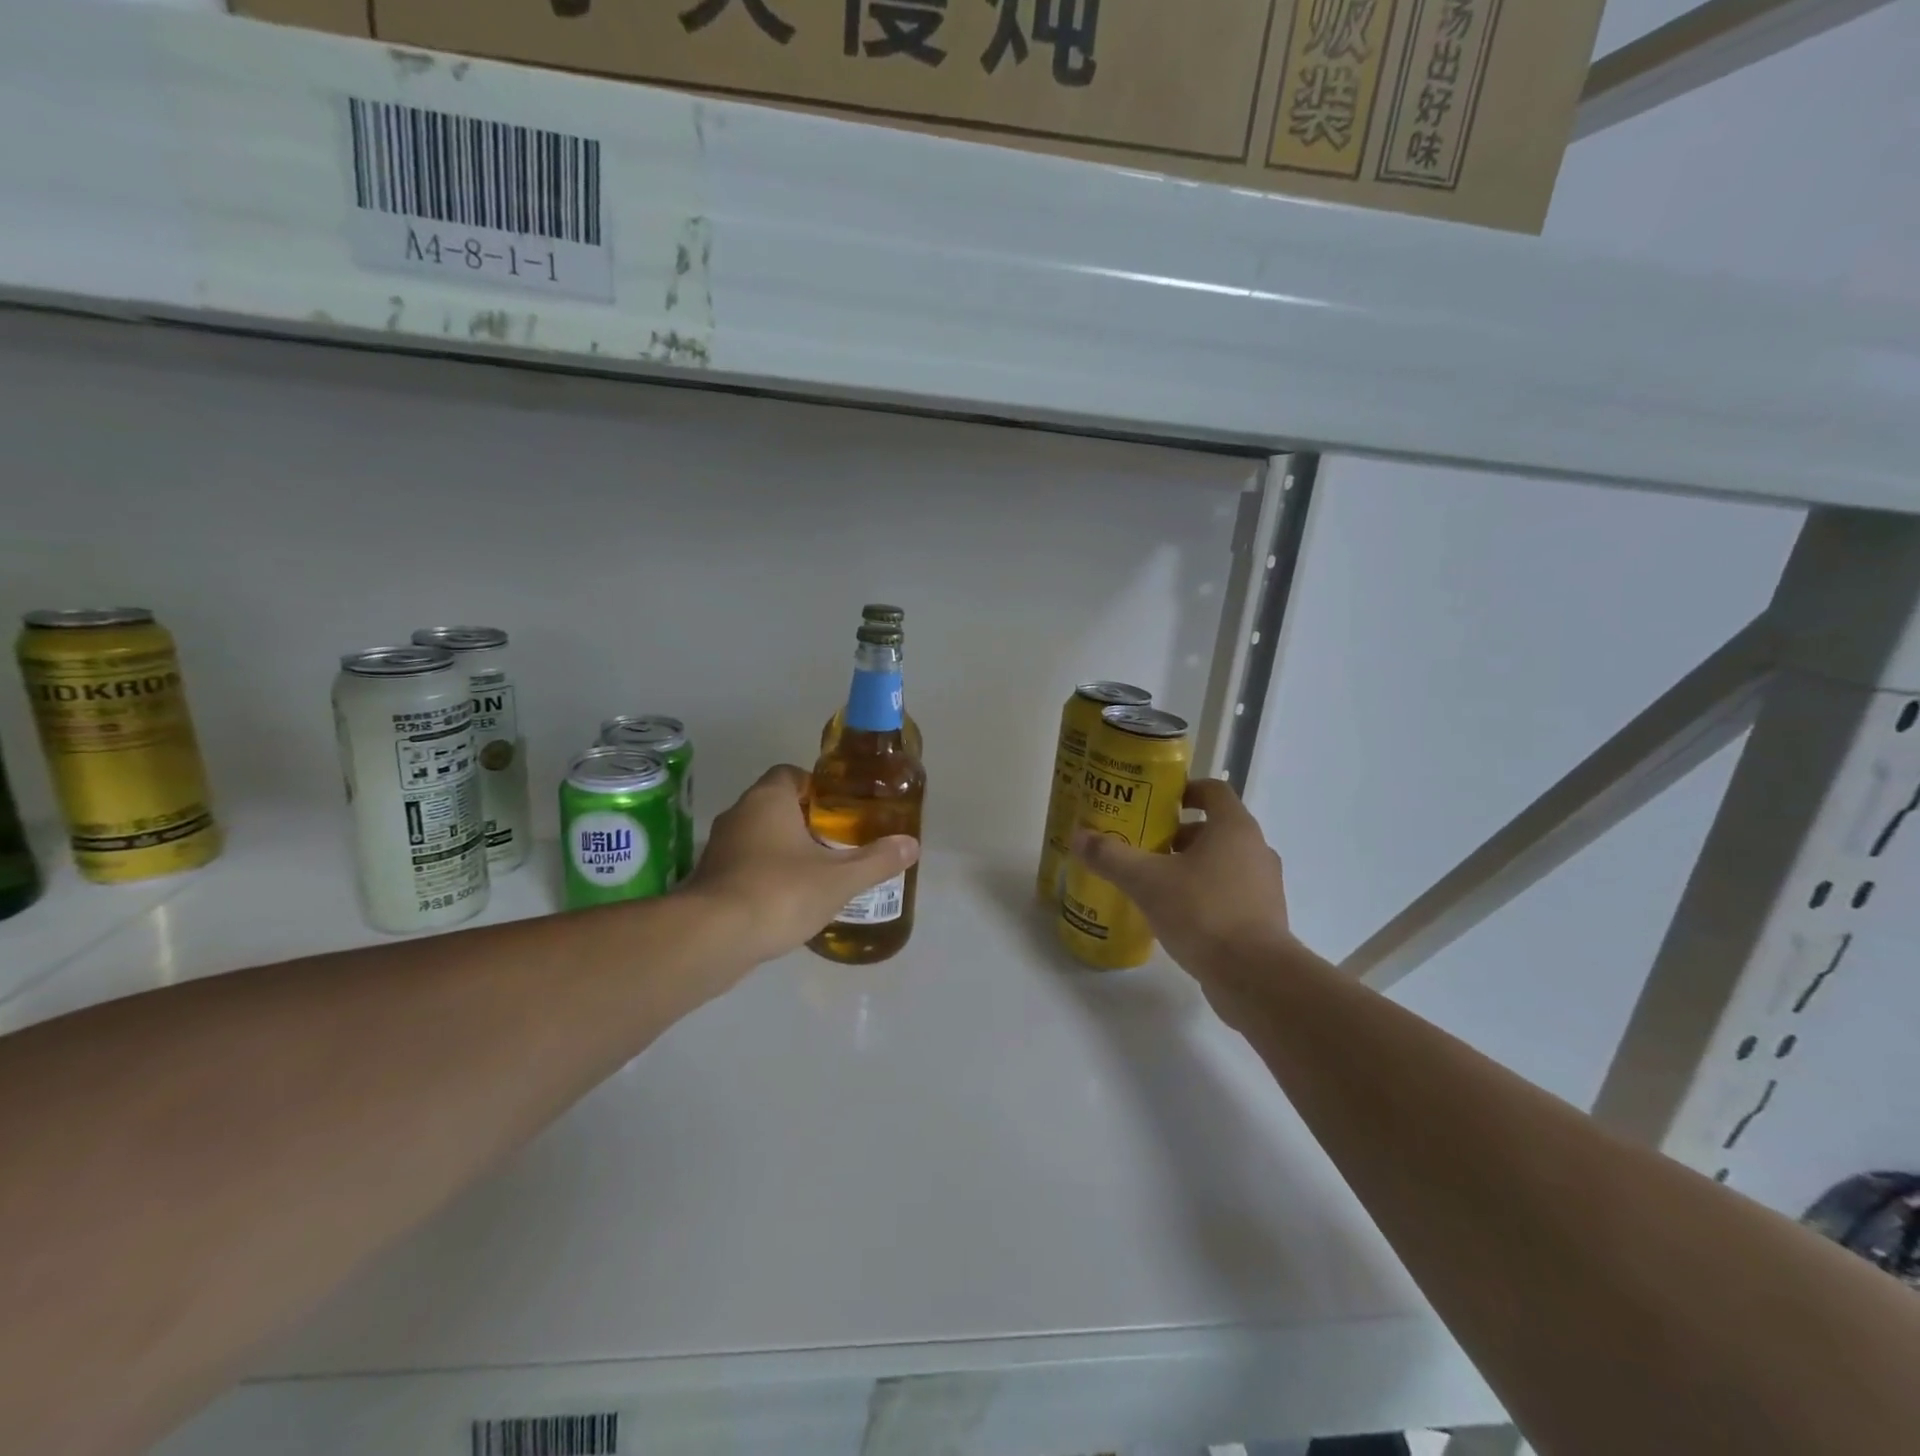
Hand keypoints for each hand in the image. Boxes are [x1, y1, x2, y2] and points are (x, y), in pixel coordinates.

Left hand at [686, 765, 918, 965]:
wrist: (712, 938)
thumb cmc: (780, 893)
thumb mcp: (840, 878)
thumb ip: (877, 860)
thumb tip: (911, 844)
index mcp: (768, 799)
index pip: (790, 774)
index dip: (815, 787)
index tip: (838, 809)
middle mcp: (738, 814)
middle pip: (775, 805)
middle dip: (804, 821)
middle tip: (837, 842)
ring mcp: (719, 848)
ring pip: (758, 837)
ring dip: (783, 850)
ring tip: (816, 873)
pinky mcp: (708, 880)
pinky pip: (744, 866)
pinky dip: (764, 876)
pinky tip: (786, 902)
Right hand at [1070, 778, 1295, 1018]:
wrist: (1255, 977)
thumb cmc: (1203, 912)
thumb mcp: (1147, 881)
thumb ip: (1111, 856)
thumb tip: (1078, 836)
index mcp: (1234, 828)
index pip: (1213, 790)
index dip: (1184, 790)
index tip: (1154, 804)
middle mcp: (1256, 850)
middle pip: (1215, 828)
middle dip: (1178, 835)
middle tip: (1144, 847)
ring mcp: (1265, 886)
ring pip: (1223, 862)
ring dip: (1190, 866)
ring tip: (1154, 883)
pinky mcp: (1264, 918)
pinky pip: (1230, 893)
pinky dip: (1204, 895)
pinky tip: (1176, 915)